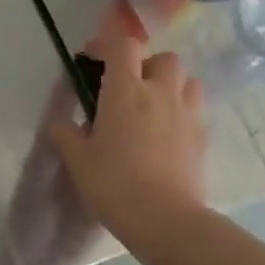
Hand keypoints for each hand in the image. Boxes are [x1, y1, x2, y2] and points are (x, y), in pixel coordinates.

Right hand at [50, 32, 209, 245]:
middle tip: (127, 87)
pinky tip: (165, 135)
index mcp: (125, 91)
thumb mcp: (76, 159)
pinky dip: (181, 112)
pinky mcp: (203, 138)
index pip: (123, 46)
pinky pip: (195, 110)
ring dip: (170, 85)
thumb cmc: (114, 184)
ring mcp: (187, 114)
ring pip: (187, 81)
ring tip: (151, 107)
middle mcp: (161, 93)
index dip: (106, 44)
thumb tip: (62, 122)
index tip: (91, 58)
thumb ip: (65, 133)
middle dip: (145, 65)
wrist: (165, 220)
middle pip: (164, 58)